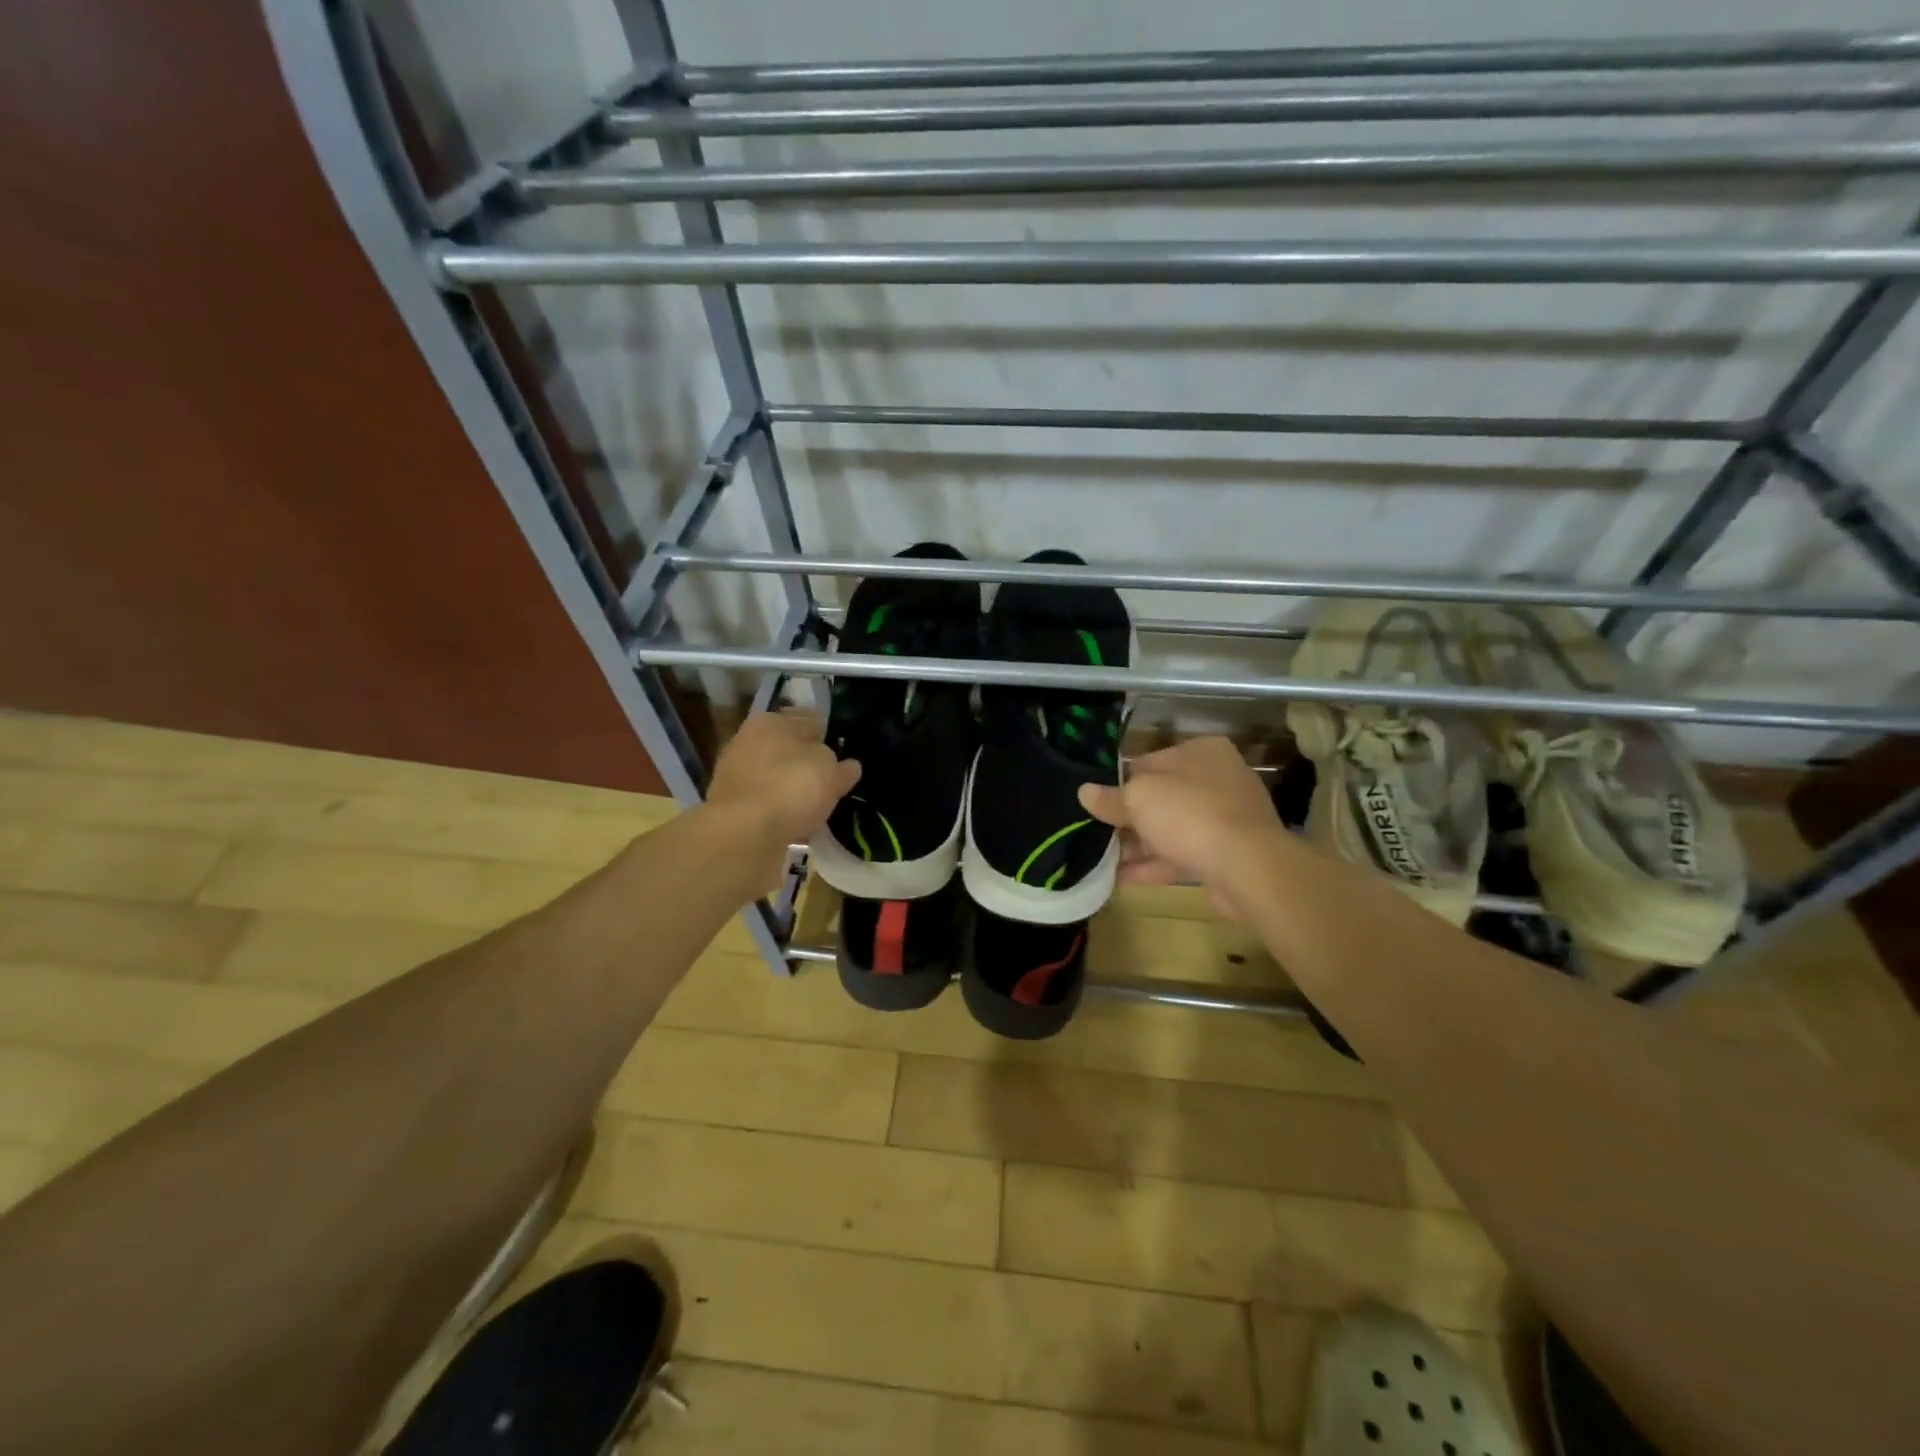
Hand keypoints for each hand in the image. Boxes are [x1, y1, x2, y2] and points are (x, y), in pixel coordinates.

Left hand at [705, 709, 860, 875]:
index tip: (844, 757)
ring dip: (794, 791)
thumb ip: (842, 766)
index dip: (829, 738)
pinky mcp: (732, 808)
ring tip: (819, 809)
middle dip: (808, 765)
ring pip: (777, 779)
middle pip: (789, 751)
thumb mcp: (831, 772)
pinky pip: (767, 805)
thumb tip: (848, 766)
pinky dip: (782, 813)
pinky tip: (799, 826)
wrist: (743, 835)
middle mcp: (748, 742)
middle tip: (834, 784)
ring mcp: (736, 776)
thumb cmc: (791, 788)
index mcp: (771, 721)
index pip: (809, 722)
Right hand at [1078, 737, 1284, 921]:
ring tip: (1101, 860)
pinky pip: (1181, 857)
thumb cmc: (1190, 815)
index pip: (1149, 762)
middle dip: (1128, 819)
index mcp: (1201, 752)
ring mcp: (1225, 820)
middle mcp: (1217, 780)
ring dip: (1137, 845)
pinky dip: (1153, 866)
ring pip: (1170, 830)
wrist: (1248, 868)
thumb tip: (1084, 792)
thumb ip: (1111, 797)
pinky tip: (1120, 879)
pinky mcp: (1226, 856)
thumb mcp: (1139, 798)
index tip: (1096, 803)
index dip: (1119, 783)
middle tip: (1095, 834)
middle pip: (1161, 798)